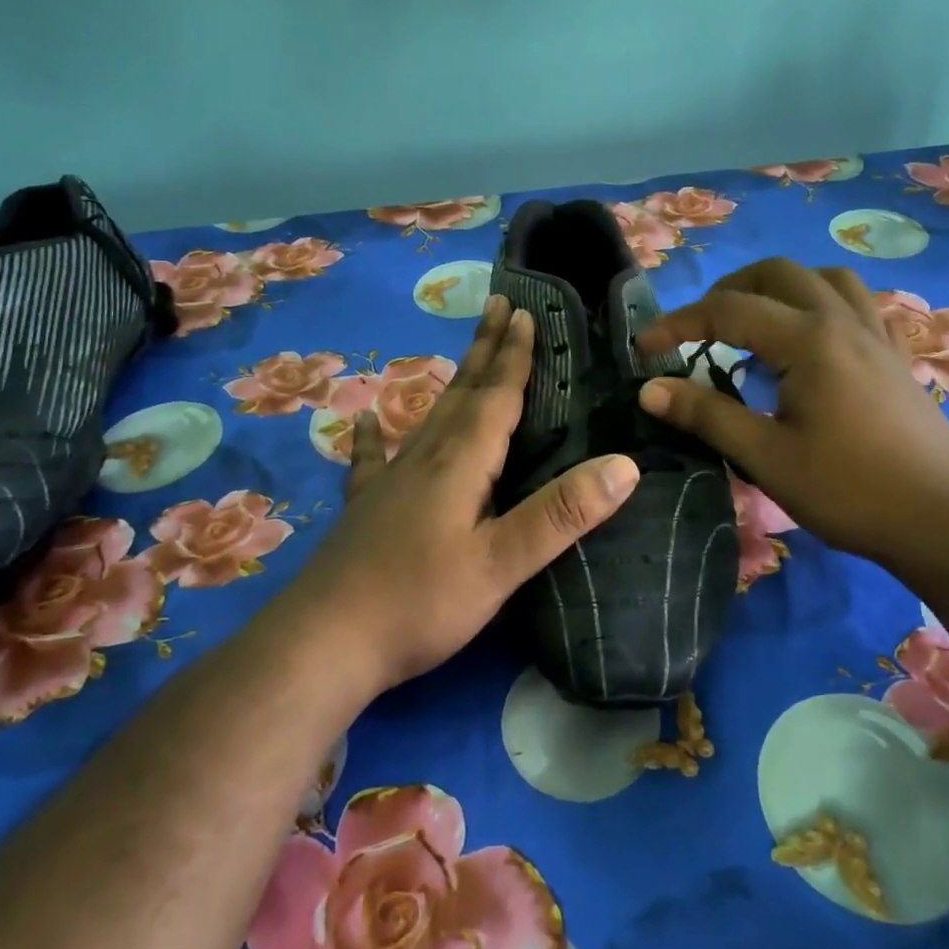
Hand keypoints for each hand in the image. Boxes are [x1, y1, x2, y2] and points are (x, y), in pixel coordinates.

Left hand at [287, 296, 640, 693]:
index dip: (516, 356)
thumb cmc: (420, 603)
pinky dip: (373, 436)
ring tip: (465, 354)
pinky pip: (373, 459)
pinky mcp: (366, 507)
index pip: (496, 396)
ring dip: (453, 380)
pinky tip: (365, 420)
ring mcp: (389, 480)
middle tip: (500, 306)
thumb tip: (624, 466)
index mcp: (461, 463)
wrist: (324, 642)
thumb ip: (560, 515)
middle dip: (486, 349)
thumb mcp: (501, 565)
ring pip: (429, 415)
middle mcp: (425, 458)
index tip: (528, 314)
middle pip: (463, 392)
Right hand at [634, 259, 948, 570]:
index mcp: (808, 340)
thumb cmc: (850, 491)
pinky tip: (814, 340)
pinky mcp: (896, 356)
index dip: (679, 324)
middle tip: (701, 329)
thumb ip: (707, 415)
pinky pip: (857, 305)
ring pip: (824, 279)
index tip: (645, 349)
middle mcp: (842, 321)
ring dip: (780, 288)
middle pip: (778, 274)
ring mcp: (876, 335)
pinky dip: (823, 304)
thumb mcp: (766, 457)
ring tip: (756, 324)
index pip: (728, 311)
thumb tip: (650, 388)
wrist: (945, 521)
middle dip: (729, 291)